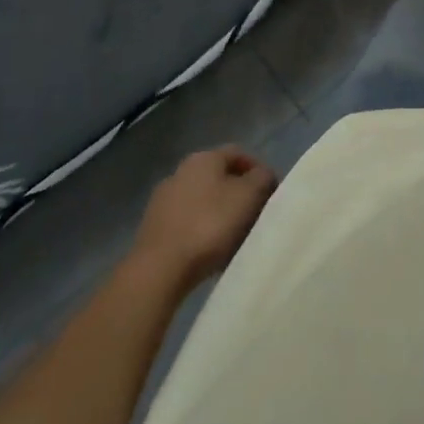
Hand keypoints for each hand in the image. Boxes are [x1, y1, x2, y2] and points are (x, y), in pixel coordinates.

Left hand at [132, 147, 278, 291]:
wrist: (159, 270)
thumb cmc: (209, 225)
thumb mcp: (249, 196)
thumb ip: (262, 178)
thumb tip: (262, 175)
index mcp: (204, 158)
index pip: (238, 153)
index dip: (258, 170)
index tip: (271, 193)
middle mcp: (180, 171)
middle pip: (219, 177)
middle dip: (238, 194)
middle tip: (255, 216)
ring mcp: (162, 200)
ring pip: (202, 201)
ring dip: (220, 214)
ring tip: (235, 239)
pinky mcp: (153, 229)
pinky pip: (186, 223)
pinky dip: (201, 232)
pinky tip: (210, 252)